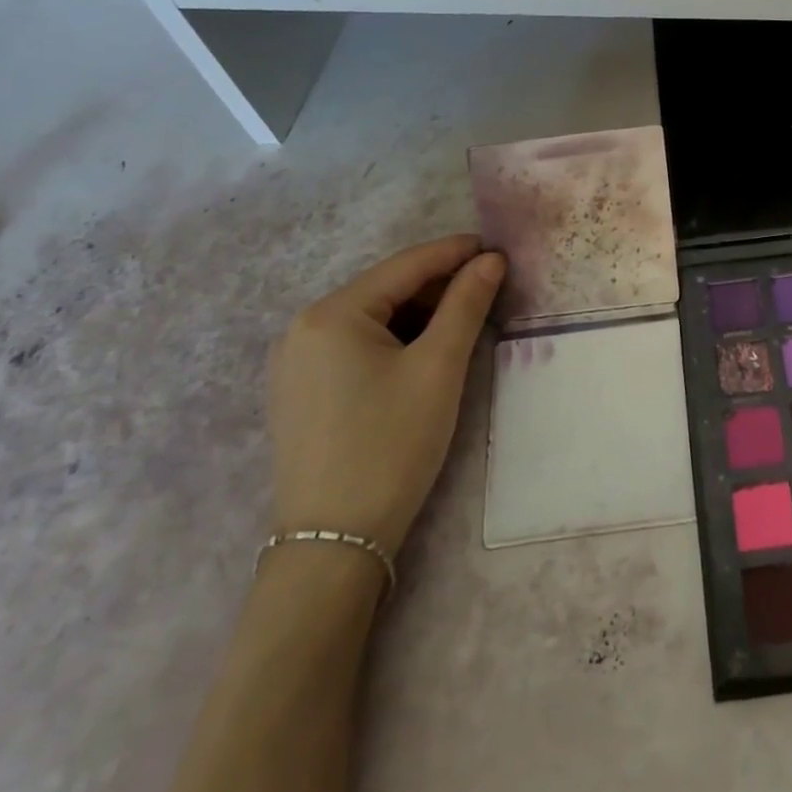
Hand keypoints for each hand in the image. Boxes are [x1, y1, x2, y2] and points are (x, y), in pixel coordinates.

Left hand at [267, 233, 505, 559]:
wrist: (333, 545)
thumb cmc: (391, 445)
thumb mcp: (439, 368)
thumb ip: (466, 304)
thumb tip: (490, 260)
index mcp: (331, 313)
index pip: (405, 265)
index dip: (455, 252)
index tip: (496, 247)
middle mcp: (302, 327)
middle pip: (385, 289)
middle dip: (438, 284)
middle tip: (488, 287)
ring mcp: (294, 362)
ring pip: (371, 317)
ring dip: (419, 312)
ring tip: (464, 317)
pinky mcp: (299, 391)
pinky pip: (354, 345)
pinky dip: (394, 338)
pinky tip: (424, 350)